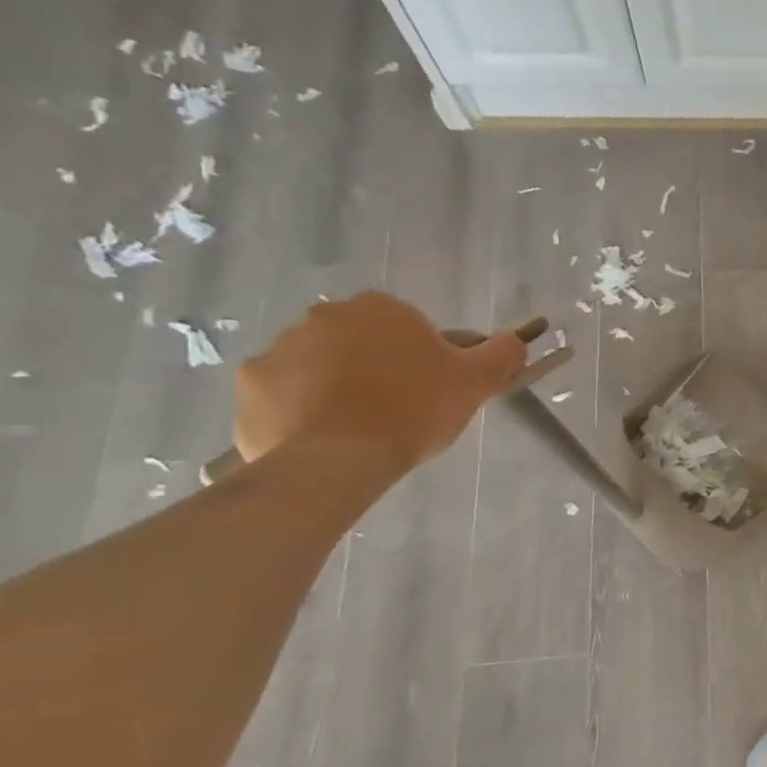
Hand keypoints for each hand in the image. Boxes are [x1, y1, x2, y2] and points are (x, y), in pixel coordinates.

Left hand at [233, 292, 524, 471]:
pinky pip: (283, 395)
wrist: (339, 459)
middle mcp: (323, 316)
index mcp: (380, 308)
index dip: (422, 357)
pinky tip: (324, 439)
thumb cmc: (414, 410)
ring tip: (360, 429)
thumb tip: (517, 340)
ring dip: (336, 388)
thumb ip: (502, 353)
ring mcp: (278, 349)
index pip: (407, 326)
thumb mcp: (476, 381)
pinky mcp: (250, 386)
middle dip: (375, 368)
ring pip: (319, 367)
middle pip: (360, 341)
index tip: (430, 388)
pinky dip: (300, 411)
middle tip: (398, 409)